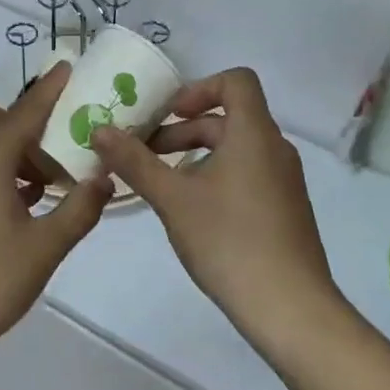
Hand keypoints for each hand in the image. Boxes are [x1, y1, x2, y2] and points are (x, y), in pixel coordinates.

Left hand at [0, 62, 113, 380]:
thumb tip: (104, 181)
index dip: (48, 90)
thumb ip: (78, 210)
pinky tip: (22, 206)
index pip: (24, 112)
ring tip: (46, 183)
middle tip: (55, 148)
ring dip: (10, 149)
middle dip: (22, 121)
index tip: (68, 68)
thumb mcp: (45, 247)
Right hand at [92, 68, 343, 359]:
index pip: (237, 81)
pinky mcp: (285, 210)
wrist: (290, 308)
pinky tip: (191, 212)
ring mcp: (284, 181)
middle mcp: (275, 149)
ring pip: (236, 149)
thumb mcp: (172, 198)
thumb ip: (134, 161)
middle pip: (228, 118)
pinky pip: (247, 174)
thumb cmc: (229, 240)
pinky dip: (216, 177)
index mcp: (254, 133)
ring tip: (161, 185)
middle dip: (183, 130)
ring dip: (195, 156)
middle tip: (144, 153)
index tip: (166, 116)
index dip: (198, 88)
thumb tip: (99, 129)